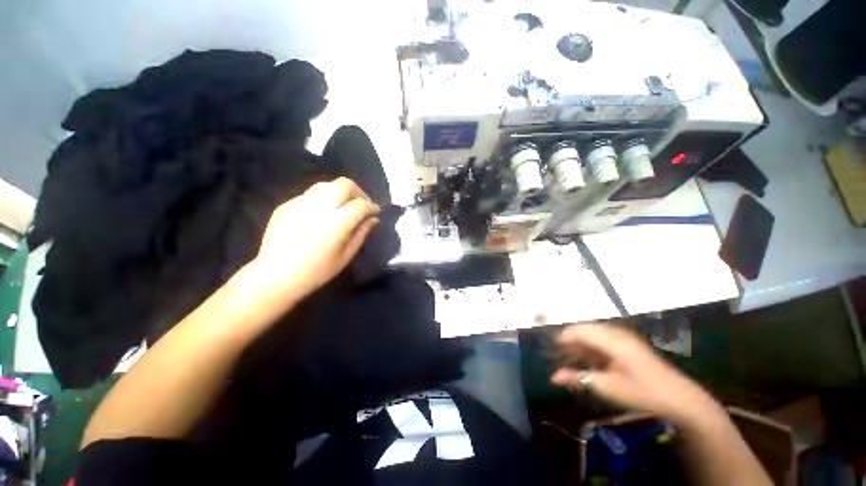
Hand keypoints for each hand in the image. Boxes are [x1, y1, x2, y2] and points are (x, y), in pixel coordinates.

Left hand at [252, 177, 379, 301]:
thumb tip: (373, 219)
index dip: (372, 206)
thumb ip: (361, 233)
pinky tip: (320, 215)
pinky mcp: (287, 205)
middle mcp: (321, 206)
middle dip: (358, 192)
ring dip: (340, 192)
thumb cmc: (317, 271)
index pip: (361, 204)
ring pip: (326, 185)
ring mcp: (301, 203)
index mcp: (338, 221)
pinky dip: (322, 200)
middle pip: (345, 184)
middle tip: (361, 205)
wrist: (275, 275)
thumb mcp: (346, 255)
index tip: (375, 212)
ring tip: (342, 207)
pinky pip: (310, 195)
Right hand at [550, 324, 720, 425]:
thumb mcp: (607, 387)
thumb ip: (577, 379)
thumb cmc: (641, 391)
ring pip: (593, 333)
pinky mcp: (628, 343)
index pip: (578, 330)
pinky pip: (602, 338)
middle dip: (570, 341)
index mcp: (610, 340)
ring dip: (580, 344)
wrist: (679, 398)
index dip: (562, 338)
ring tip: (572, 359)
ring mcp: (623, 337)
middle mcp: (615, 333)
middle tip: (560, 356)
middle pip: (584, 329)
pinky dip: (591, 347)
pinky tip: (589, 360)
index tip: (551, 351)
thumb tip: (552, 377)